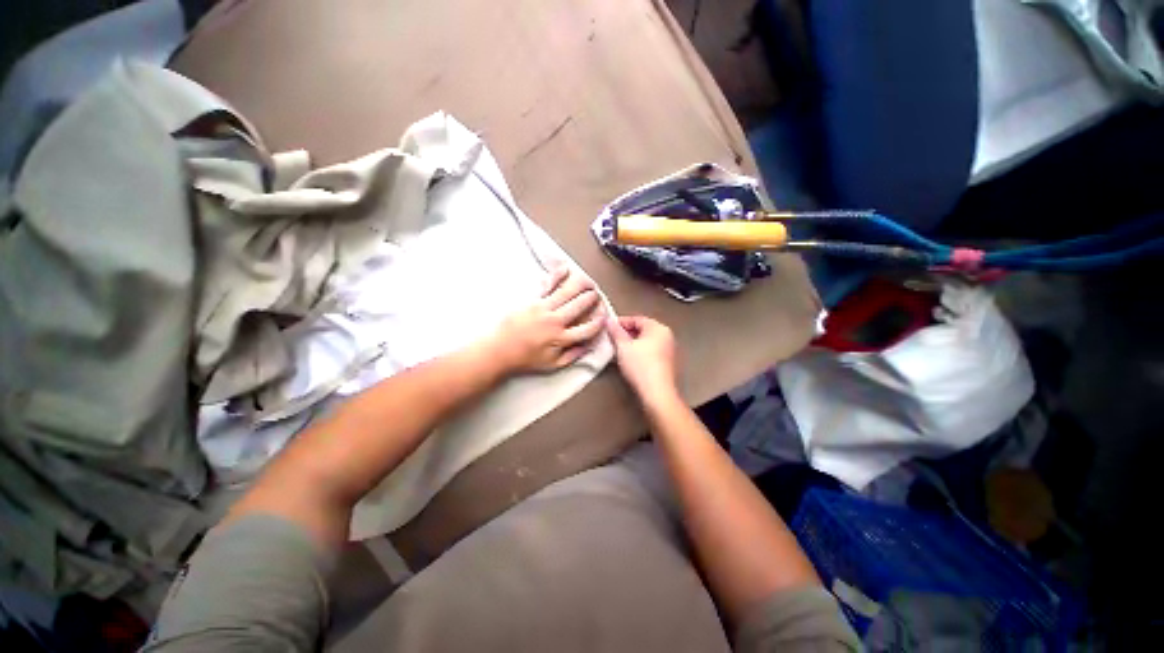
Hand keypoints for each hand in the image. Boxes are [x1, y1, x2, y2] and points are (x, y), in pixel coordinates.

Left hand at [489, 266, 605, 373]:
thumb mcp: (551, 365)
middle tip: (597, 295)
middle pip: (580, 306)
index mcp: (561, 338)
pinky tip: (565, 269)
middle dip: (592, 298)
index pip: (587, 328)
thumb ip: (572, 356)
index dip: (599, 322)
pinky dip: (557, 275)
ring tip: (588, 281)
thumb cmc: (524, 358)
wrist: (499, 350)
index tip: (603, 317)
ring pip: (567, 292)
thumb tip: (587, 347)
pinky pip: (547, 285)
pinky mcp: (532, 300)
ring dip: (581, 285)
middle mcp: (555, 321)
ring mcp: (543, 308)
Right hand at [606, 315, 678, 403]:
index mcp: (658, 328)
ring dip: (632, 343)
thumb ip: (615, 332)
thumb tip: (609, 321)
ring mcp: (669, 350)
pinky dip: (640, 352)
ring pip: (647, 341)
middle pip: (643, 329)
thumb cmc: (641, 366)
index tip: (609, 327)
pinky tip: (630, 360)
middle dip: (626, 333)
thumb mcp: (623, 347)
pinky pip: (651, 351)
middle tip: (612, 338)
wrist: (657, 393)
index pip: (637, 319)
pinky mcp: (668, 363)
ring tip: (619, 349)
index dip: (621, 322)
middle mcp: (667, 336)